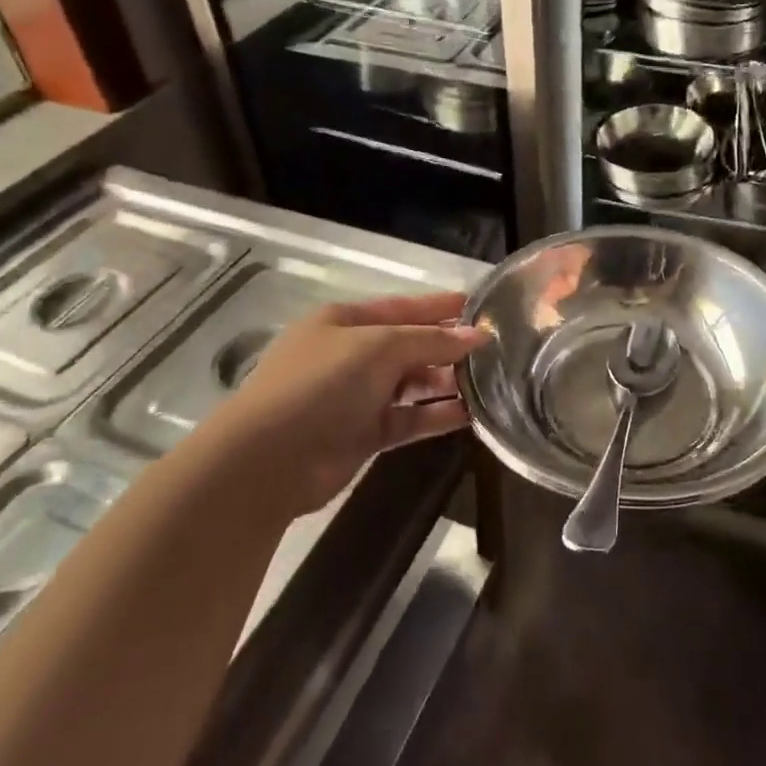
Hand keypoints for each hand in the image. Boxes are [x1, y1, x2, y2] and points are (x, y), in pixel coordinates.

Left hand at [208, 292, 487, 509]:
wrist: (270, 459)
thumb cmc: (321, 384)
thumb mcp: (378, 347)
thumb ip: (431, 340)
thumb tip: (477, 336)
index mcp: (344, 322)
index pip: (401, 308)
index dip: (439, 307)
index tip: (480, 306)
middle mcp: (350, 355)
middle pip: (409, 346)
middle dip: (448, 347)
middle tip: (494, 350)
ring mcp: (356, 396)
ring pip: (412, 384)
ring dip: (446, 382)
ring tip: (490, 382)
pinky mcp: (364, 434)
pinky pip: (409, 418)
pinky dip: (436, 415)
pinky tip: (470, 414)